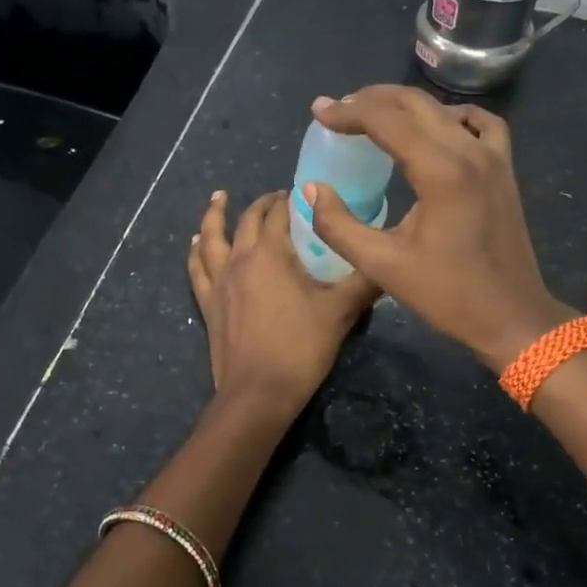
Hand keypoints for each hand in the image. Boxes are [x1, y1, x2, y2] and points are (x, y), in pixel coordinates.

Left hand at [188, 189, 379, 413]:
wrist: (259, 393)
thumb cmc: (301, 348)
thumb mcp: (341, 312)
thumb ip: (366, 282)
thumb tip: (389, 262)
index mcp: (270, 254)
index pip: (280, 214)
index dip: (292, 200)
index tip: (305, 193)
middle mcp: (240, 259)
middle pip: (248, 220)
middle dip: (263, 204)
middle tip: (278, 197)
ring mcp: (219, 282)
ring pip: (211, 238)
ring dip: (215, 215)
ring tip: (219, 197)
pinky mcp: (208, 304)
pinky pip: (197, 269)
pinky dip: (196, 251)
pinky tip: (197, 243)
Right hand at [304, 87, 569, 370]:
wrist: (512, 316)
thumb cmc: (448, 295)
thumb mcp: (383, 266)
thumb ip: (339, 225)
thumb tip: (311, 189)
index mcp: (440, 172)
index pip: (386, 120)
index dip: (347, 112)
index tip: (318, 112)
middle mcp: (469, 152)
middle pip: (414, 104)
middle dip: (371, 100)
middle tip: (338, 111)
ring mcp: (493, 157)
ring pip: (444, 109)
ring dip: (405, 105)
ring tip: (374, 116)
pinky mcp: (505, 169)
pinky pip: (480, 123)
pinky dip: (452, 116)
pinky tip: (436, 128)